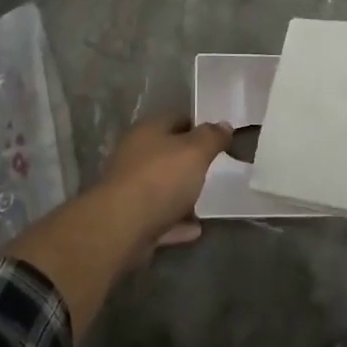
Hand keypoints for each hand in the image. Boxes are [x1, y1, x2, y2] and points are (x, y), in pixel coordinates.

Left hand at [96, 116, 231, 253]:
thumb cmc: (161, 179)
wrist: (121, 227)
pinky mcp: (130, 219)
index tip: (220, 138)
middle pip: (168, 153)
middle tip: (217, 169)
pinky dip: (177, 222)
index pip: (176, 118)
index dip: (199, 125)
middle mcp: (135, 155)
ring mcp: (130, 188)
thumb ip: (212, 137)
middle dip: (190, 161)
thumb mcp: (195, 151)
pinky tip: (196, 229)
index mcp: (148, 131)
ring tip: (209, 199)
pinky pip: (160, 217)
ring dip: (183, 193)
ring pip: (162, 186)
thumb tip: (224, 125)